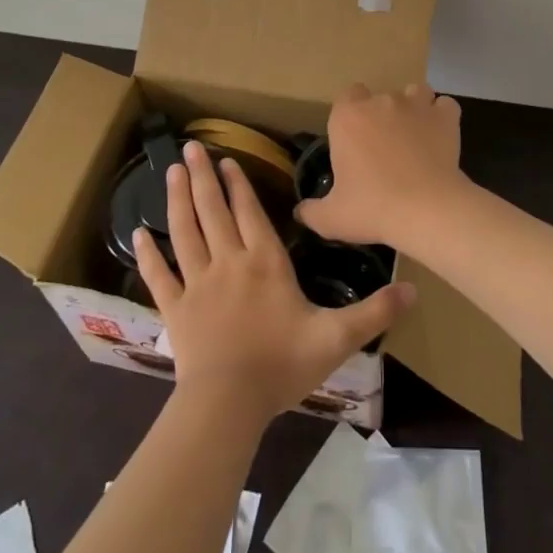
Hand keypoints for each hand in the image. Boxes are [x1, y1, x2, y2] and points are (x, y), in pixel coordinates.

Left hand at [136, 140, 414, 427]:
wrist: (229, 403)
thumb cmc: (282, 365)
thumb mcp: (336, 338)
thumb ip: (374, 312)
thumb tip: (414, 289)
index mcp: (265, 262)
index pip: (250, 213)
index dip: (238, 184)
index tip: (227, 159)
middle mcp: (229, 262)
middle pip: (212, 211)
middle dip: (203, 177)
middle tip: (189, 149)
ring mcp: (197, 283)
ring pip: (184, 232)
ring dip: (177, 200)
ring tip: (171, 172)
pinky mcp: (175, 309)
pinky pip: (159, 276)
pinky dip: (148, 255)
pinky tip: (137, 234)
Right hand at [297, 84, 469, 250]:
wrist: (425, 209)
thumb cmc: (372, 208)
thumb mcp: (332, 218)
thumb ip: (312, 211)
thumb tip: (300, 211)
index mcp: (348, 117)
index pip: (347, 96)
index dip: (351, 114)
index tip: (354, 139)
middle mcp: (381, 102)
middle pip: (380, 97)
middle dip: (381, 115)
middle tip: (384, 148)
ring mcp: (416, 105)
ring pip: (414, 92)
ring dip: (413, 108)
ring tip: (414, 135)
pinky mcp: (445, 117)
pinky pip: (445, 106)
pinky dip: (442, 116)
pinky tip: (440, 134)